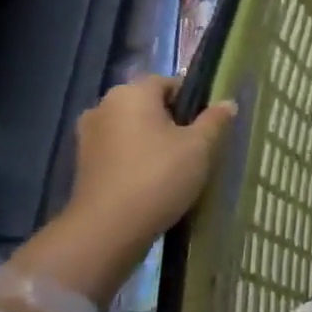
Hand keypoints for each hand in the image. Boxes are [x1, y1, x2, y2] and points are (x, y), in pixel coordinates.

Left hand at [67, 75, 235, 245]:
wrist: (108, 228)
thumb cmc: (159, 176)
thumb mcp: (199, 147)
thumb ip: (215, 120)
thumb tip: (228, 103)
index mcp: (132, 93)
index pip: (170, 83)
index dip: (194, 101)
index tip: (209, 125)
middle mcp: (104, 105)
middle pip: (149, 105)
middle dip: (173, 121)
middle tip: (197, 147)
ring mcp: (89, 135)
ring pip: (133, 128)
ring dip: (154, 140)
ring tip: (177, 166)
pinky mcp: (83, 163)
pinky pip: (120, 149)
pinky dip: (137, 157)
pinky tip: (154, 179)